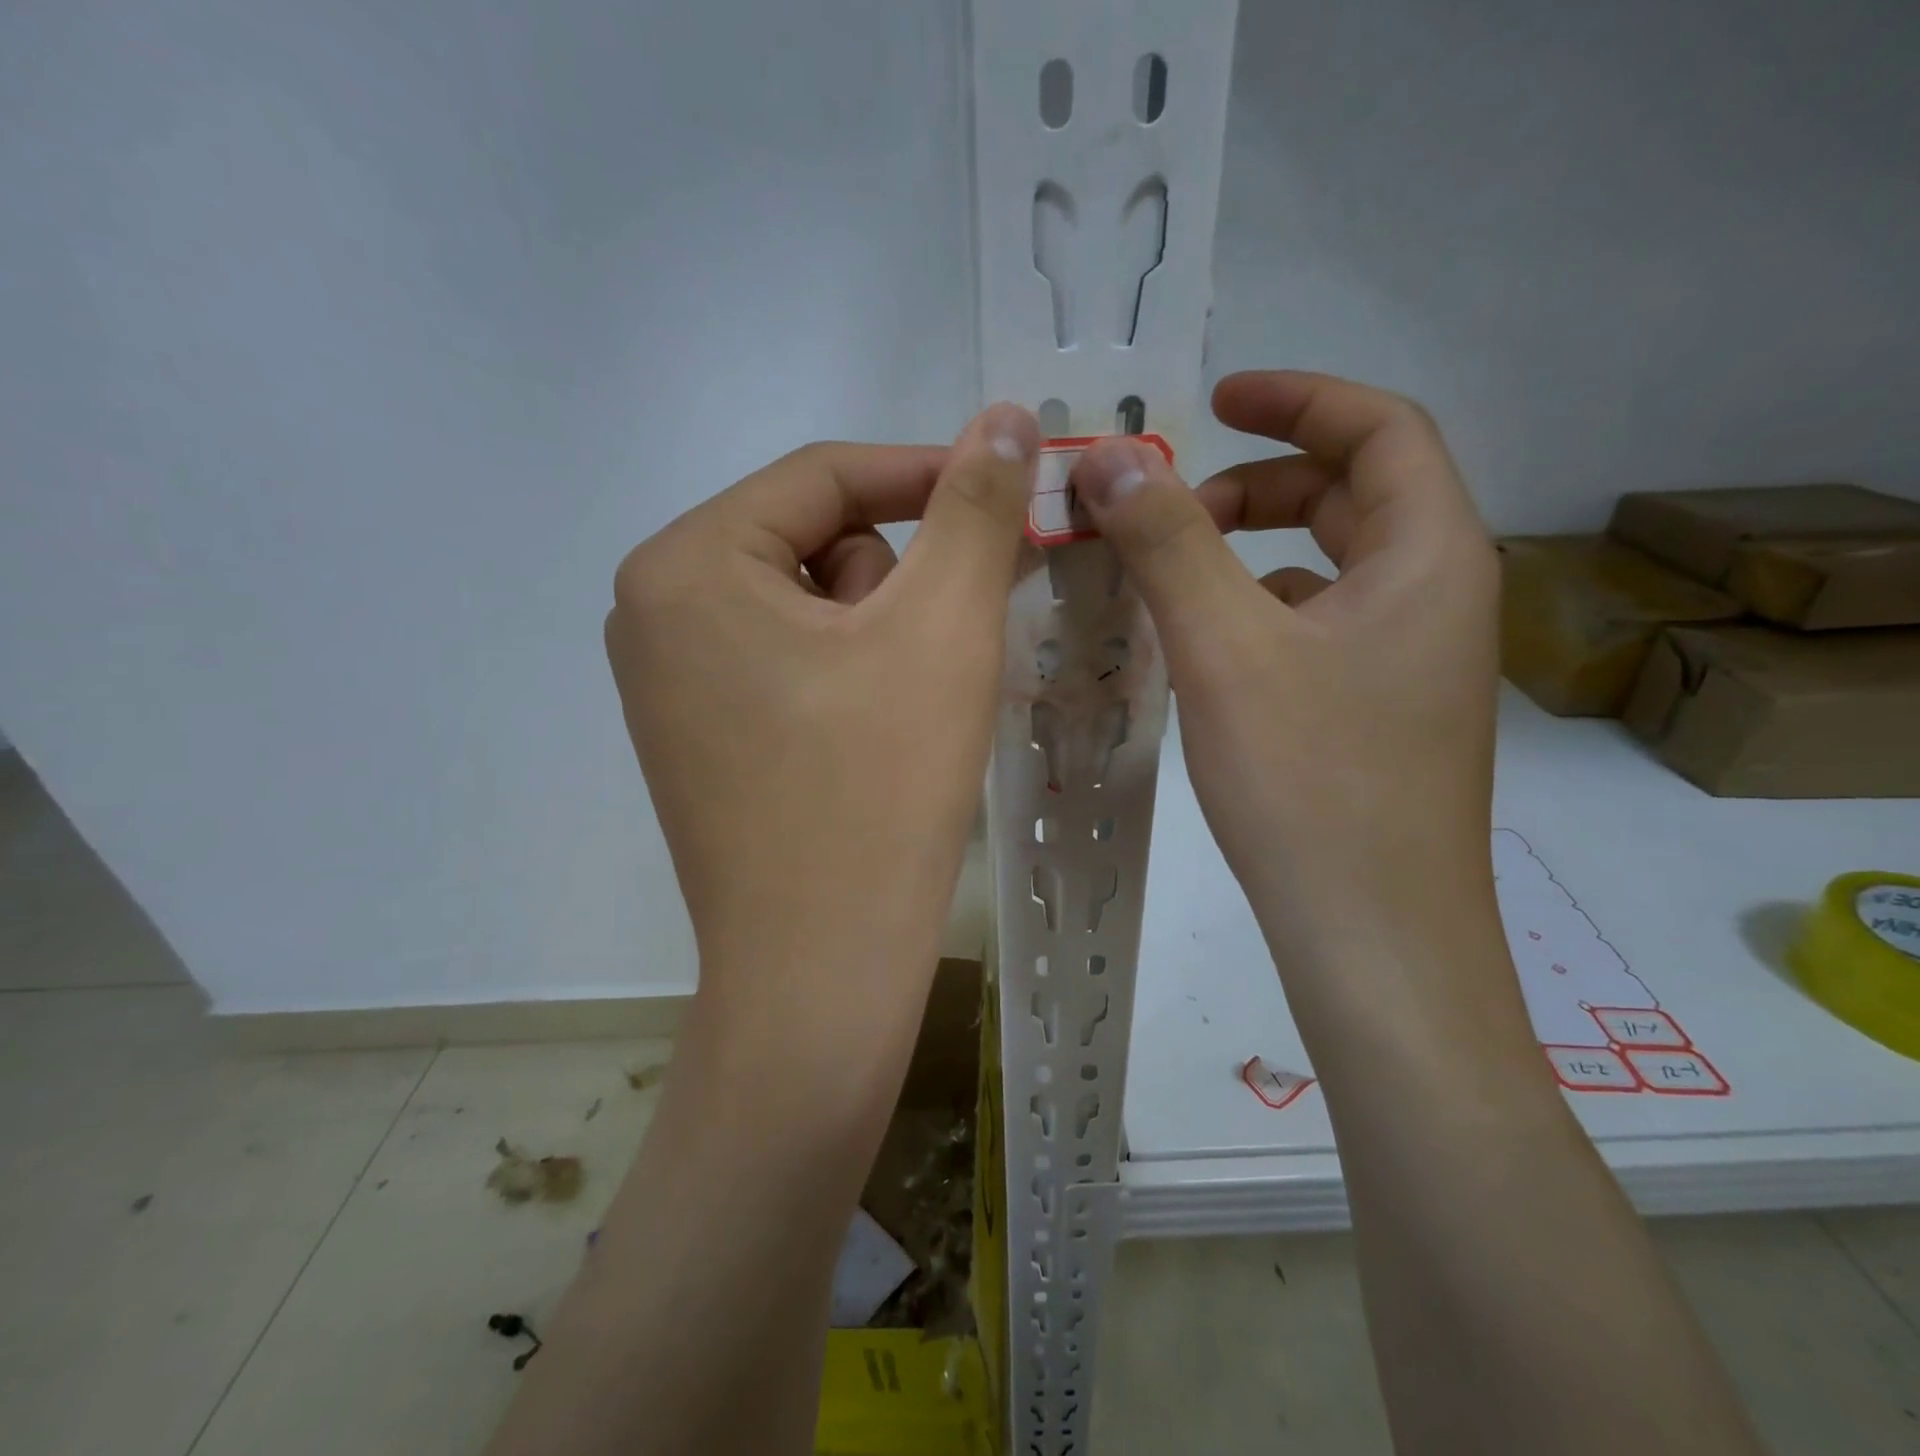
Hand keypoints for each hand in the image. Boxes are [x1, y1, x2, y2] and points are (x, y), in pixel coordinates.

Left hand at [606, 404, 1040, 1063]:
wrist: (820, 968)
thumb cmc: (879, 790)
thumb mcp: (942, 628)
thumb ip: (976, 507)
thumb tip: (1008, 415)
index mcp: (687, 564)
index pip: (823, 475)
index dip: (927, 472)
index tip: (1010, 486)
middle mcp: (653, 610)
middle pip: (812, 541)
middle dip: (895, 581)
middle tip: (940, 651)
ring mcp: (668, 680)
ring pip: (807, 605)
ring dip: (877, 633)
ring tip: (906, 710)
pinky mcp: (698, 735)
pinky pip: (788, 663)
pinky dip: (848, 675)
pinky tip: (874, 739)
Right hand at [1068, 371, 1500, 970]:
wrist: (1372, 938)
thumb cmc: (1310, 784)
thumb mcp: (1227, 649)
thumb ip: (1169, 543)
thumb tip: (1110, 459)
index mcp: (1429, 556)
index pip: (1379, 428)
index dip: (1297, 398)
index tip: (1215, 399)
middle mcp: (1434, 596)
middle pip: (1353, 495)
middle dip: (1257, 484)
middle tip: (1169, 507)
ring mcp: (1408, 661)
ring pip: (1328, 567)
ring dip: (1250, 551)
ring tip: (1169, 574)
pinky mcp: (1376, 711)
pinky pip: (1316, 627)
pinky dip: (1257, 611)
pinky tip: (1203, 647)